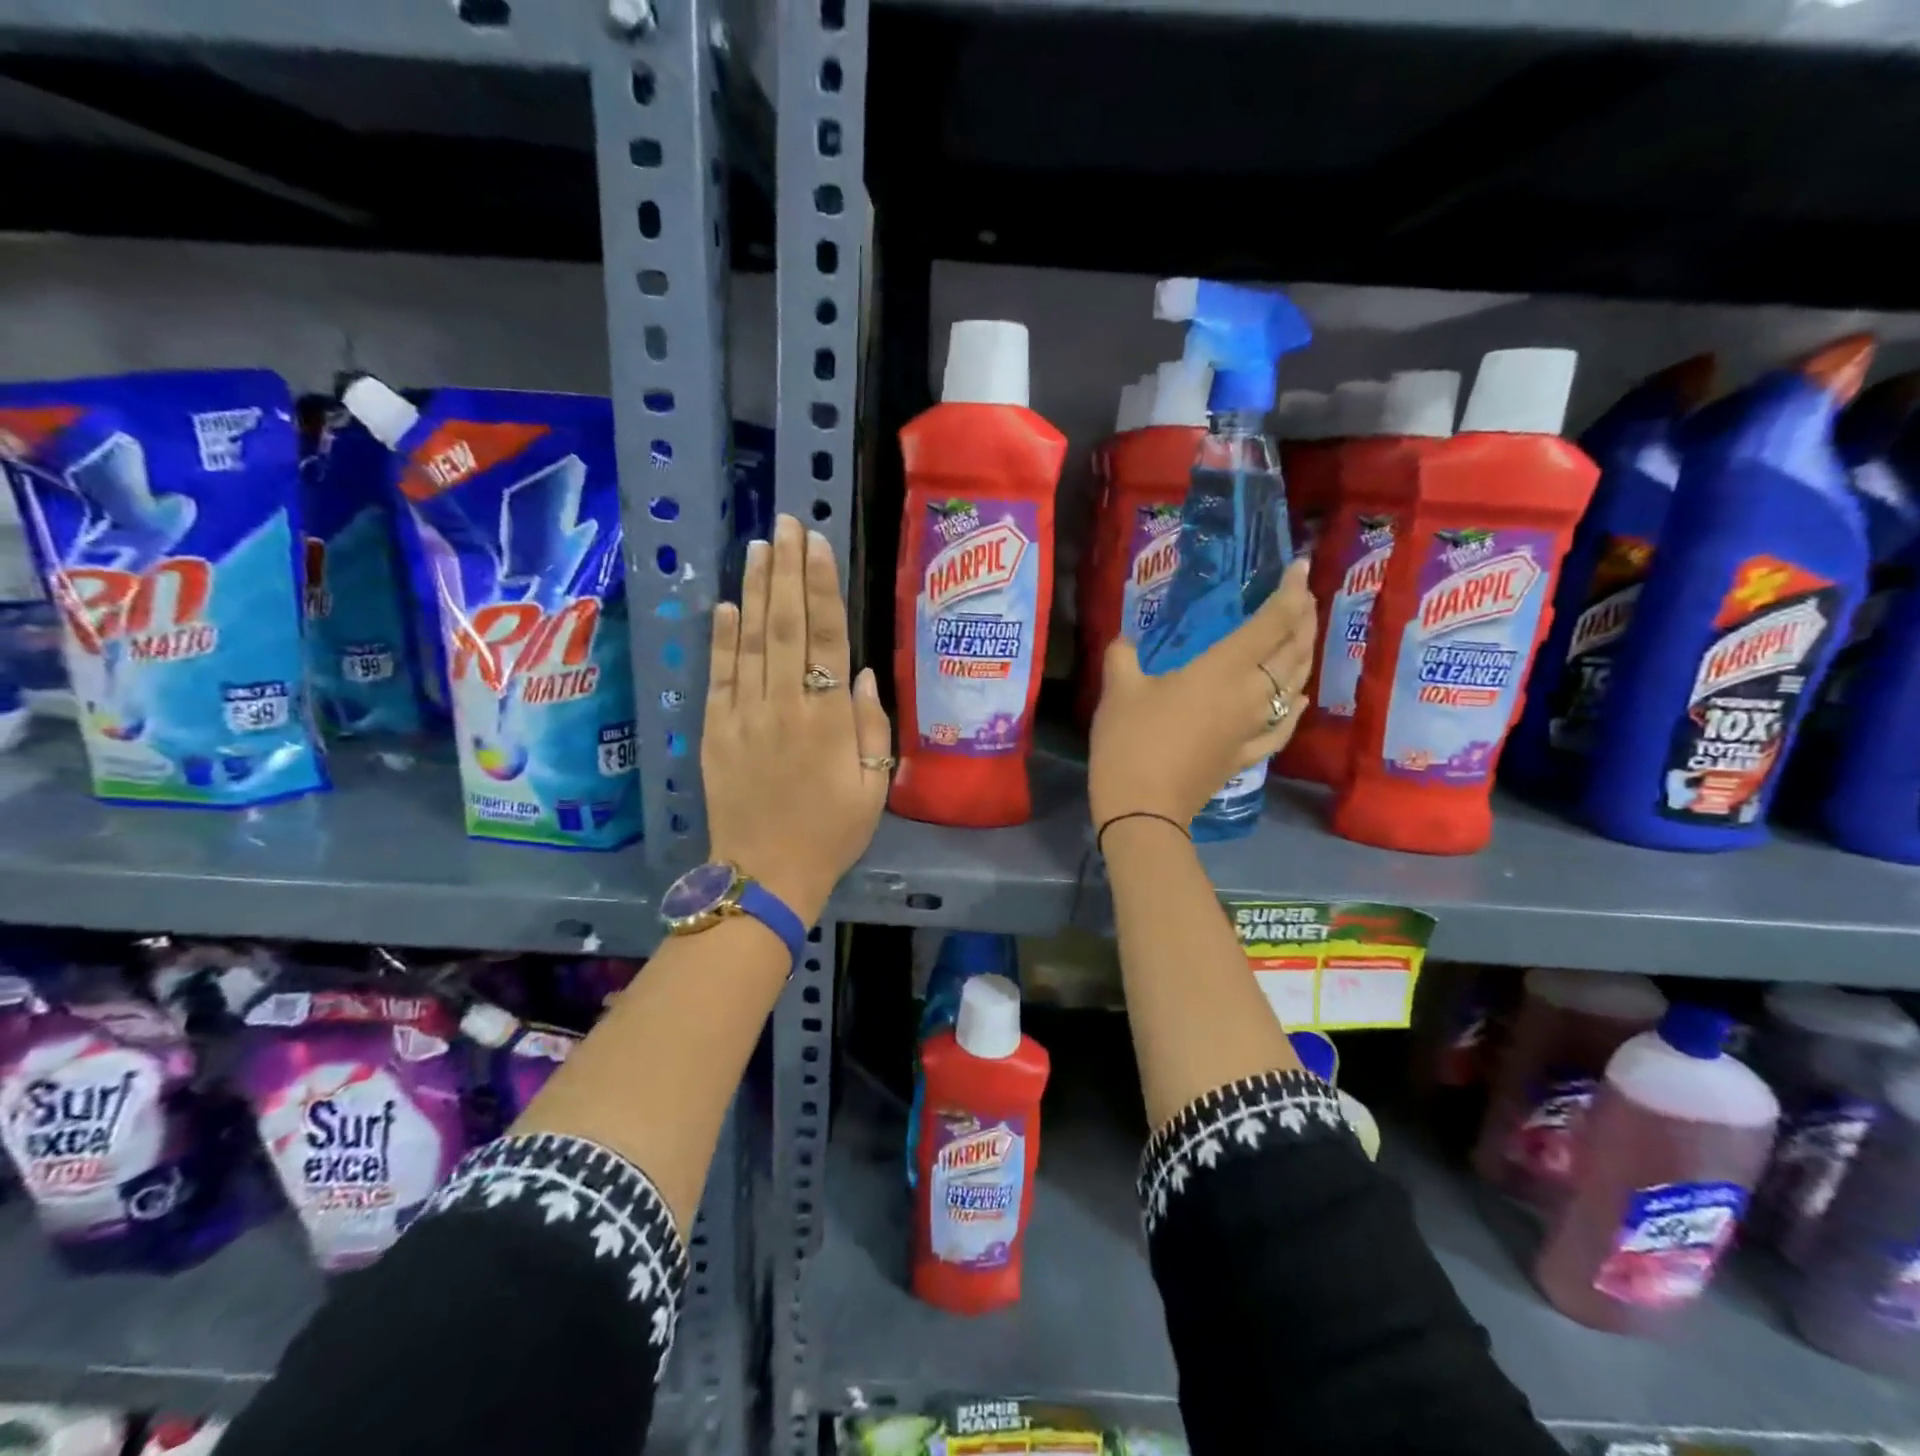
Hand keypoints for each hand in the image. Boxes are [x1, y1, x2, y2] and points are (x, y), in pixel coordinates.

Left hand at [703, 514, 892, 922]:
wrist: (765, 875)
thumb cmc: (831, 833)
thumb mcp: (874, 787)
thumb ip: (872, 726)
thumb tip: (864, 673)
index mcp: (828, 719)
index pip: (825, 637)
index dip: (821, 586)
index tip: (817, 544)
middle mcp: (785, 705)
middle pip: (784, 624)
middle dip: (786, 569)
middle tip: (786, 522)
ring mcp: (744, 715)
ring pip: (750, 640)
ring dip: (754, 589)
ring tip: (759, 545)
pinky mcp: (714, 730)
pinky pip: (719, 674)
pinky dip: (722, 637)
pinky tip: (726, 603)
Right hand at [1088, 557, 1314, 827]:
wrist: (1142, 809)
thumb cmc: (1131, 741)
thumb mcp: (1118, 690)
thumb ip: (1123, 656)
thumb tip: (1125, 642)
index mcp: (1223, 669)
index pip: (1270, 622)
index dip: (1289, 593)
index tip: (1299, 568)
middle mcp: (1251, 694)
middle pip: (1293, 650)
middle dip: (1303, 618)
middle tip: (1303, 597)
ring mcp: (1253, 727)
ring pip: (1295, 684)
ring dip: (1304, 655)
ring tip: (1303, 635)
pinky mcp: (1247, 755)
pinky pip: (1283, 726)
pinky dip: (1295, 708)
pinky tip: (1299, 699)